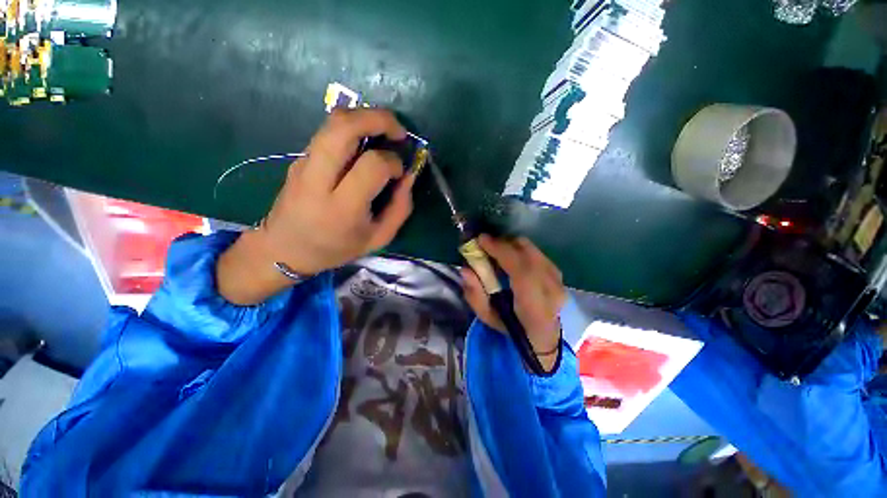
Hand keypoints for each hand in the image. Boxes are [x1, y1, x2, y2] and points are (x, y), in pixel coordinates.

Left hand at [217, 108, 415, 304]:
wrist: (285, 249)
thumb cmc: (336, 248)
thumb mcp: (378, 238)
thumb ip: (400, 208)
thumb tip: (409, 176)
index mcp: (342, 207)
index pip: (372, 166)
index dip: (393, 162)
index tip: (400, 172)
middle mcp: (319, 179)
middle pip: (344, 127)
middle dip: (378, 118)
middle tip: (398, 131)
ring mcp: (304, 164)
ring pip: (333, 122)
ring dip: (364, 117)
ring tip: (384, 131)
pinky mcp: (299, 158)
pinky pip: (327, 132)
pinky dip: (352, 128)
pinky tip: (364, 143)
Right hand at [461, 235, 566, 371]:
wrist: (542, 335)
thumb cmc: (511, 328)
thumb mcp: (487, 317)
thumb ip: (475, 294)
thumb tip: (465, 269)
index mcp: (535, 310)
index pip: (522, 273)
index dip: (501, 252)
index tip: (481, 240)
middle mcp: (552, 292)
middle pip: (529, 255)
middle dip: (504, 244)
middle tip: (485, 244)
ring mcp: (559, 282)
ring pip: (533, 251)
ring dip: (511, 245)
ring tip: (496, 250)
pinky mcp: (559, 274)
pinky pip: (537, 253)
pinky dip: (520, 250)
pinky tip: (510, 256)